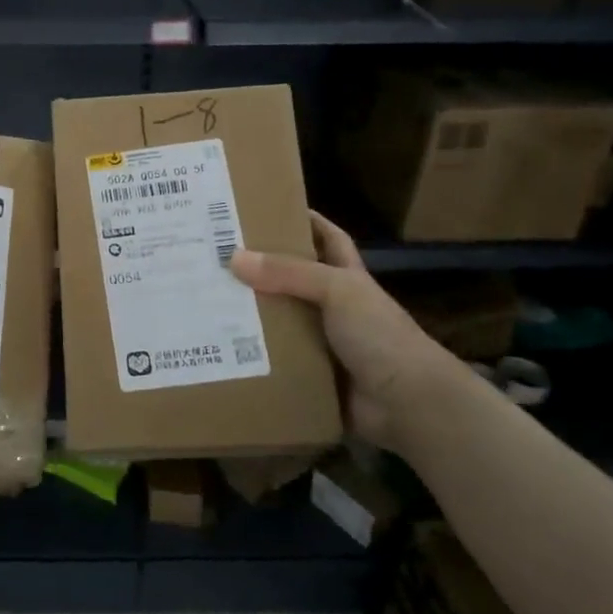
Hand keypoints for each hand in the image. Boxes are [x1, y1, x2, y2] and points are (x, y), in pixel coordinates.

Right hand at [229, 213, 459, 445]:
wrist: (408, 404)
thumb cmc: (380, 336)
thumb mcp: (338, 291)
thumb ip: (289, 273)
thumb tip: (234, 257)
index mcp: (347, 279)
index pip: (327, 239)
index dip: (304, 221)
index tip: (266, 209)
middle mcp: (333, 307)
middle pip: (291, 280)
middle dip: (258, 269)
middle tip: (215, 257)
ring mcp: (321, 342)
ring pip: (277, 321)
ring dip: (248, 315)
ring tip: (204, 301)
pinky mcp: (309, 374)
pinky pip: (274, 360)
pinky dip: (250, 356)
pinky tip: (218, 348)